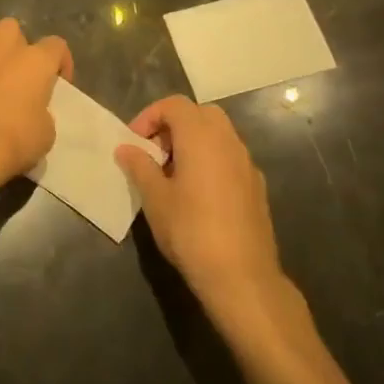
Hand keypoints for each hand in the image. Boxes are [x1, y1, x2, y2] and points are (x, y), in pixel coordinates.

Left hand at [0, 18, 71, 189]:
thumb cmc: (18, 137)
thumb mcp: (46, 132)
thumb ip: (42, 113)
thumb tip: (33, 112)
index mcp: (36, 61)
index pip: (56, 44)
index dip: (61, 61)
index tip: (60, 83)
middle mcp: (5, 54)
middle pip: (11, 27)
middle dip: (17, 42)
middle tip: (22, 69)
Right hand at [115, 95, 296, 332]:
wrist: (242, 277)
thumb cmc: (191, 231)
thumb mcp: (155, 198)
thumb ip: (139, 166)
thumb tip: (126, 148)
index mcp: (201, 137)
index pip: (174, 105)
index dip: (150, 116)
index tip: (134, 142)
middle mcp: (228, 142)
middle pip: (200, 114)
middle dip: (174, 125)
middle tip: (154, 152)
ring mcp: (247, 164)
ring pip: (218, 135)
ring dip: (193, 142)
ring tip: (172, 174)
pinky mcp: (256, 187)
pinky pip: (229, 158)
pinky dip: (210, 161)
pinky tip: (197, 194)